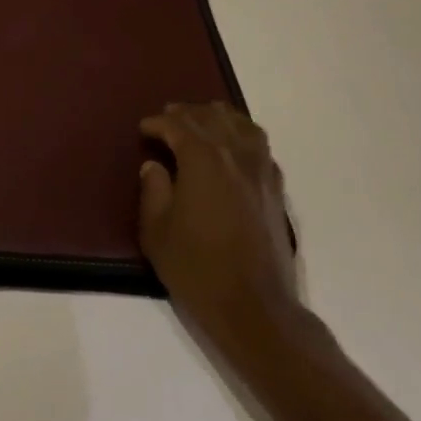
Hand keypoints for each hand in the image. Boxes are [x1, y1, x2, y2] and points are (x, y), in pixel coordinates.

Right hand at [139, 103, 299, 344]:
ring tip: (203, 119)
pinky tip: (236, 148)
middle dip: (186, 114)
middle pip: (211, 118)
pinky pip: (261, 148)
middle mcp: (235, 155)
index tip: (144, 129)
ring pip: (242, 126)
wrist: (254, 306)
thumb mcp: (156, 230)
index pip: (178, 126)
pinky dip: (244, 137)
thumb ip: (153, 190)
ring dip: (219, 118)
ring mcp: (261, 172)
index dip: (157, 124)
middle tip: (167, 118)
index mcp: (203, 159)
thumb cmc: (197, 267)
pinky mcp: (276, 191)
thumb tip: (154, 166)